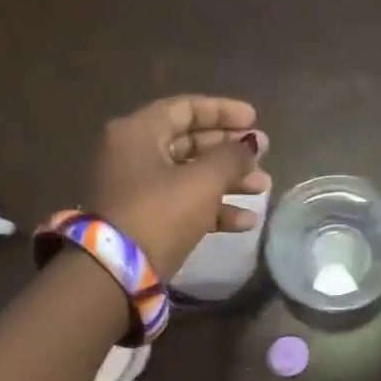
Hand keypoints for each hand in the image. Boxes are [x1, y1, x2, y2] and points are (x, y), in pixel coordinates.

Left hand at [88, 96, 271, 279]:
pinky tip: (246, 222)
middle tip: (264, 156)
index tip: (255, 120)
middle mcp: (134, 154)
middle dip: (231, 151)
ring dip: (229, 181)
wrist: (116, 273)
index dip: (223, 111)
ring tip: (264, 189)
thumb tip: (252, 143)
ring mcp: (138, 188)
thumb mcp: (203, 181)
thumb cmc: (160, 213)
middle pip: (190, 142)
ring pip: (191, 175)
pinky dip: (214, 208)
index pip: (186, 108)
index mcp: (138, 132)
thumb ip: (233, 157)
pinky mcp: (145, 219)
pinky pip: (184, 203)